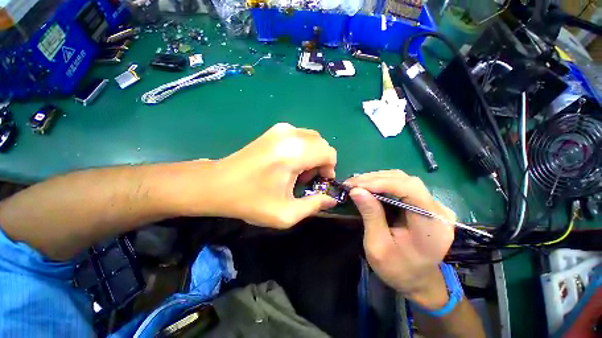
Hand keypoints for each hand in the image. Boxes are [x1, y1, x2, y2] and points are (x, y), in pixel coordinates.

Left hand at [181, 123, 337, 226]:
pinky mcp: (273, 130)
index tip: (318, 182)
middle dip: (321, 162)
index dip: (329, 169)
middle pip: (322, 144)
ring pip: (312, 139)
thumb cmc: (250, 201)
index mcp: (294, 153)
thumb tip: (331, 200)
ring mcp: (281, 129)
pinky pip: (300, 136)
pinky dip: (302, 148)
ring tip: (296, 172)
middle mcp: (290, 135)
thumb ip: (314, 206)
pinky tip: (288, 163)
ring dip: (312, 155)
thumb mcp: (285, 213)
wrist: (218, 184)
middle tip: (306, 179)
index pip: (329, 153)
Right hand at [346, 170, 455, 308]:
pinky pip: (402, 185)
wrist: (418, 280)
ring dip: (377, 179)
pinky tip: (368, 187)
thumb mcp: (378, 246)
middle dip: (375, 179)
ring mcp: (433, 205)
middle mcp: (438, 210)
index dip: (381, 182)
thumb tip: (355, 190)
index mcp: (432, 225)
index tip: (356, 185)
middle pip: (406, 181)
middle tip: (351, 183)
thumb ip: (370, 216)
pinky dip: (382, 183)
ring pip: (403, 179)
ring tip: (356, 184)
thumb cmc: (398, 269)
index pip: (410, 189)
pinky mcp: (425, 203)